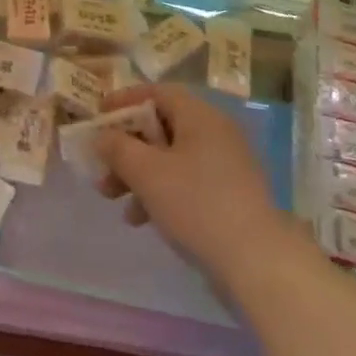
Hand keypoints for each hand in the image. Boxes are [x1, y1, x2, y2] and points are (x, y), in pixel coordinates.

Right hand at [94, 83, 287, 274]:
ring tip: (112, 198)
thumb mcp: (146, 172)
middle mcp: (214, 132)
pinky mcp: (228, 195)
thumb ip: (117, 147)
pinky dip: (159, 192)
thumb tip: (101, 135)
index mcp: (199, 116)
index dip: (122, 101)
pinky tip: (141, 218)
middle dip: (125, 146)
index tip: (97, 117)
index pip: (155, 93)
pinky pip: (185, 181)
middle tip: (100, 165)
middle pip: (159, 127)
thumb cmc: (196, 203)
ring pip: (169, 157)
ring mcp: (225, 165)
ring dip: (137, 173)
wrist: (258, 262)